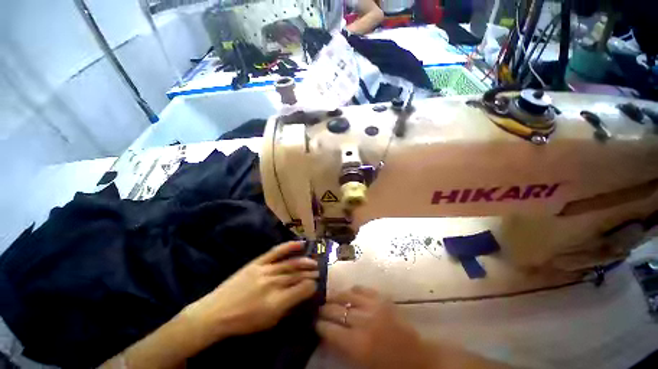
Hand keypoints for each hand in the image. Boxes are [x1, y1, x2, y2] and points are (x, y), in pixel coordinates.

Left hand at [185, 241, 317, 339]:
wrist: (216, 312)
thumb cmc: (243, 322)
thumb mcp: (268, 322)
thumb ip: (287, 307)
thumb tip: (302, 294)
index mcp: (277, 303)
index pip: (302, 289)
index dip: (312, 286)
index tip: (316, 284)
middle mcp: (273, 284)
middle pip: (297, 275)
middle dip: (310, 273)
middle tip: (318, 271)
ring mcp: (265, 270)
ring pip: (290, 264)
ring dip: (304, 262)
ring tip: (313, 261)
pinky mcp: (257, 262)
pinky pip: (276, 252)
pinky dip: (289, 247)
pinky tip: (300, 244)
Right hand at [316, 286, 429, 368]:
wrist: (417, 357)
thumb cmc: (387, 366)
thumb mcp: (361, 363)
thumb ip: (342, 347)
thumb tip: (327, 332)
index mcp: (357, 344)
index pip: (330, 329)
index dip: (319, 324)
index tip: (315, 322)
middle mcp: (363, 321)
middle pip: (336, 310)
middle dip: (324, 309)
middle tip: (319, 309)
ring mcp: (373, 306)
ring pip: (347, 295)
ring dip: (336, 297)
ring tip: (330, 298)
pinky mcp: (382, 297)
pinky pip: (361, 288)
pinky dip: (352, 290)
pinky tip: (348, 293)